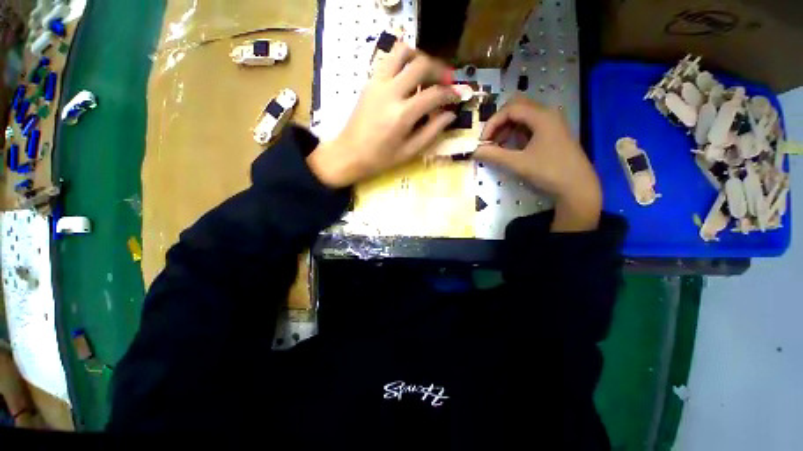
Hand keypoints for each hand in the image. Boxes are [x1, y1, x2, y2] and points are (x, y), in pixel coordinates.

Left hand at [307, 43, 458, 187]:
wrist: (349, 154)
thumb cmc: (380, 159)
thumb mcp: (409, 151)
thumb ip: (431, 132)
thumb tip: (450, 115)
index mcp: (402, 115)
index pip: (434, 94)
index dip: (451, 94)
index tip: (458, 96)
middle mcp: (391, 92)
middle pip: (421, 64)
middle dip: (439, 70)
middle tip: (446, 81)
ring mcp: (377, 83)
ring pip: (402, 52)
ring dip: (419, 57)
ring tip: (427, 73)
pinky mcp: (369, 82)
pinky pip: (388, 60)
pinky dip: (403, 61)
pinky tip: (408, 77)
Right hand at [474, 96, 601, 231]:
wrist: (578, 187)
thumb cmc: (549, 172)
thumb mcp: (518, 164)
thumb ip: (494, 155)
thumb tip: (474, 151)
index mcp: (541, 116)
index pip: (510, 109)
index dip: (492, 123)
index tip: (482, 141)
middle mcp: (548, 114)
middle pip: (517, 107)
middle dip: (499, 122)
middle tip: (490, 140)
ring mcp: (552, 123)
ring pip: (523, 116)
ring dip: (507, 128)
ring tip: (498, 146)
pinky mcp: (553, 133)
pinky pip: (530, 126)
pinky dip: (517, 133)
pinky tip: (512, 148)